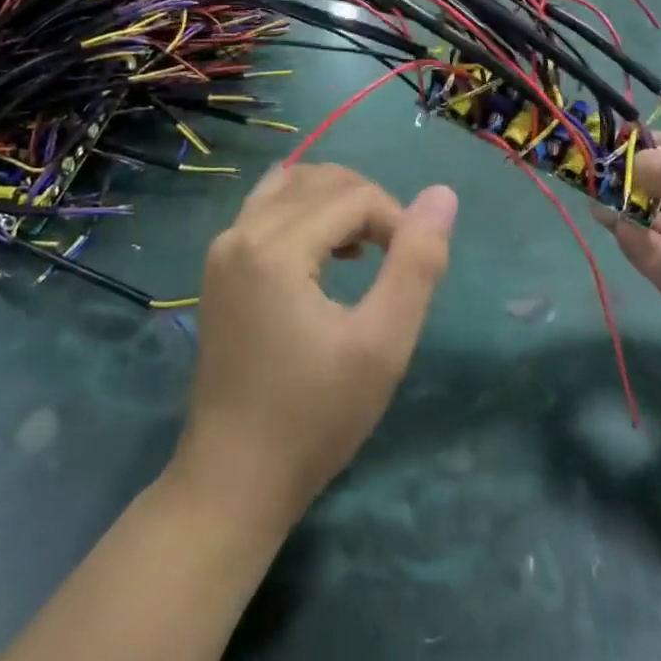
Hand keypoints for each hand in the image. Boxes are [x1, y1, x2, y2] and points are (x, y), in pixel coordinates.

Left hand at [172, 164, 456, 525]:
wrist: (234, 480)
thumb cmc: (315, 417)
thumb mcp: (383, 344)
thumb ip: (416, 263)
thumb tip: (441, 195)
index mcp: (275, 247)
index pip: (355, 196)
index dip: (397, 221)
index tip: (415, 269)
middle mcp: (240, 232)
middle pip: (320, 180)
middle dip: (369, 204)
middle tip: (394, 255)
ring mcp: (223, 248)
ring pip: (290, 186)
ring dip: (336, 202)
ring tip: (366, 249)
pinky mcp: (219, 267)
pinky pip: (267, 209)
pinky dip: (305, 213)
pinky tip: (328, 255)